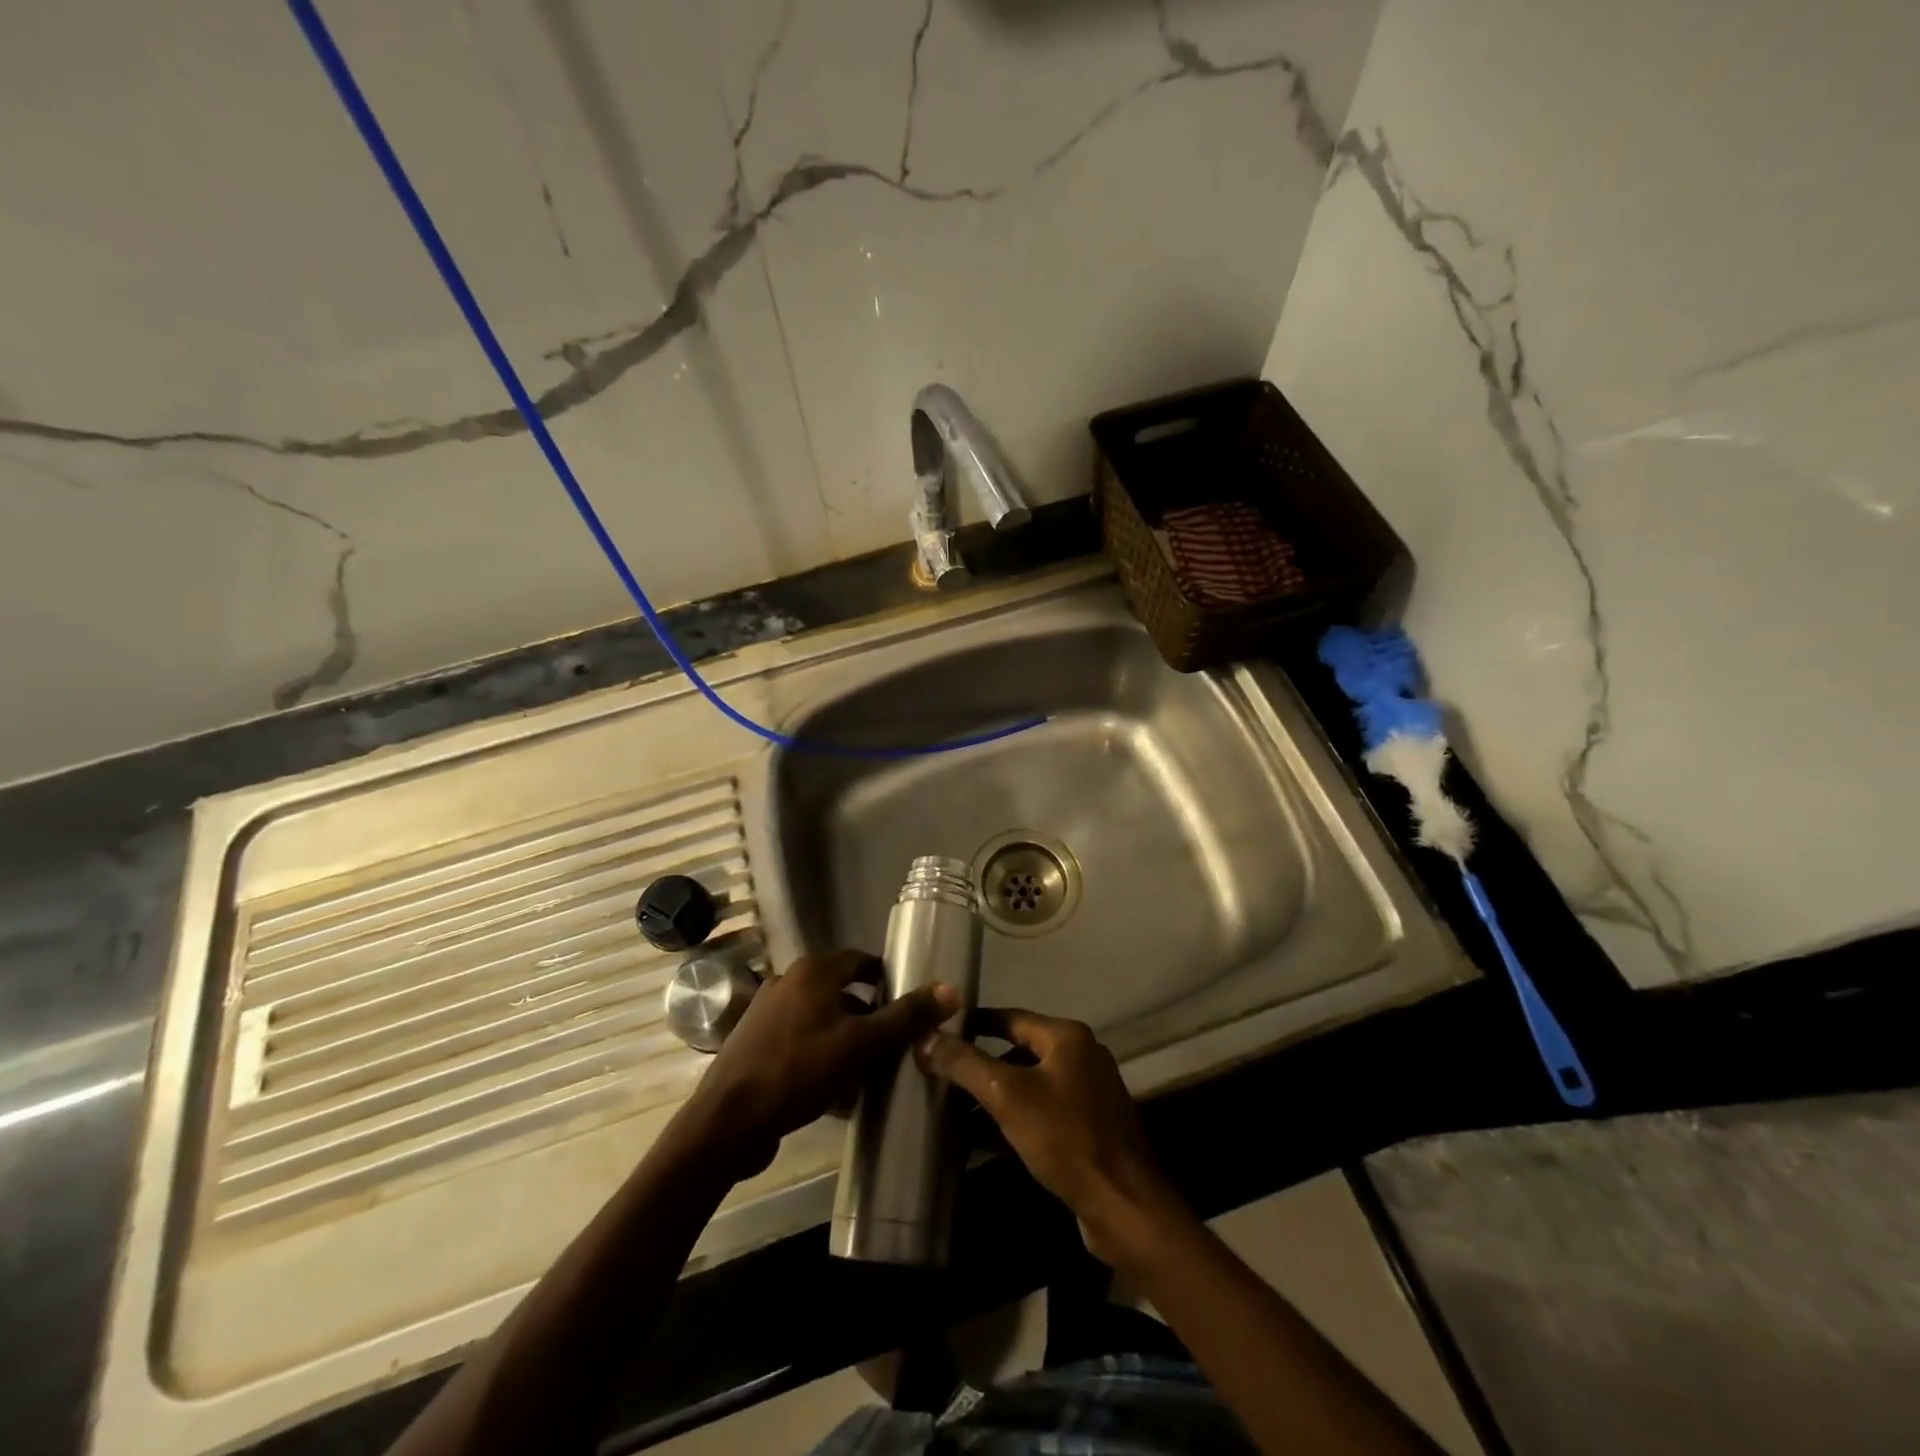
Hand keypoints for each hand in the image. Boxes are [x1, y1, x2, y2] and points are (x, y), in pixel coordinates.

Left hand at [679, 950, 957, 1178]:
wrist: (726, 1123)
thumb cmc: (798, 1072)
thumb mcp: (861, 1045)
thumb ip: (906, 1017)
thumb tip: (951, 989)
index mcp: (812, 972)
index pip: (860, 961)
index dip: (887, 978)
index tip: (909, 1003)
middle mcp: (787, 982)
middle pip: (841, 991)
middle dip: (868, 1015)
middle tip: (894, 1042)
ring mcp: (767, 1013)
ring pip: (821, 1020)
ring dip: (846, 1040)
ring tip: (869, 1070)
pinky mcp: (755, 1044)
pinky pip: (801, 1043)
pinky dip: (821, 1057)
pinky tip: (836, 1093)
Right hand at [918, 1008, 1185, 1266]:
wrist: (1123, 1205)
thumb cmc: (1065, 1138)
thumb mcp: (1007, 1096)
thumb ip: (965, 1064)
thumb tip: (925, 1038)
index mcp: (1067, 1037)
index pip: (1010, 1018)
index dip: (974, 1023)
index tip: (940, 1032)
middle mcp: (1082, 1056)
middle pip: (1020, 1051)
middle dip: (981, 1066)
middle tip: (942, 1078)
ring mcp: (1089, 1093)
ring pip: (1030, 1085)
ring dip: (995, 1098)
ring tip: (954, 1114)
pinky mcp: (1090, 1128)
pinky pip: (1043, 1113)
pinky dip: (1015, 1121)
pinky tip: (983, 1143)